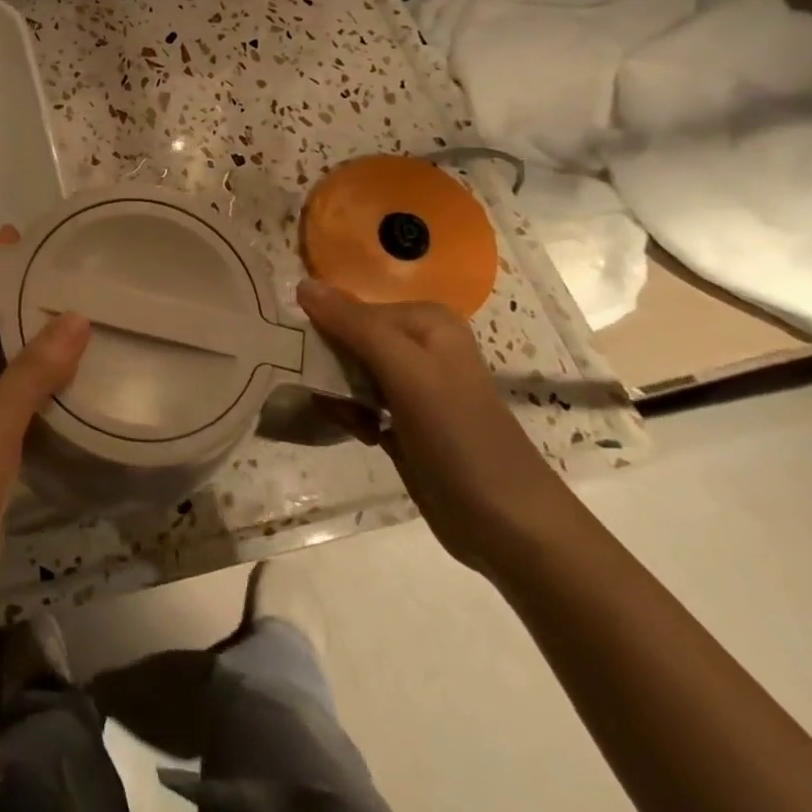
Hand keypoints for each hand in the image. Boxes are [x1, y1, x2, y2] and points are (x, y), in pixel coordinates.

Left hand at [0, 228, 87, 655]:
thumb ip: (32, 373)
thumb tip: (74, 316)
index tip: (29, 243)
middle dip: (23, 308)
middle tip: (73, 281)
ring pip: (6, 376)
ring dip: (37, 351)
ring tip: (87, 322)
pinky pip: (18, 412)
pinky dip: (44, 394)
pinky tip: (80, 387)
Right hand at [295, 277, 580, 577]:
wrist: (509, 526)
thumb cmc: (459, 437)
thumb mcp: (405, 372)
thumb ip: (353, 325)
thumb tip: (302, 285)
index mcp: (425, 321)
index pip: (350, 309)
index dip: (326, 334)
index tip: (314, 364)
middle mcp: (419, 345)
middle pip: (347, 339)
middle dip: (331, 368)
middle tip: (335, 397)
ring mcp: (413, 385)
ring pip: (348, 372)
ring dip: (339, 396)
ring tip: (352, 421)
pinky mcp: (405, 421)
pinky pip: (358, 403)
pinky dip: (351, 416)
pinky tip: (364, 436)